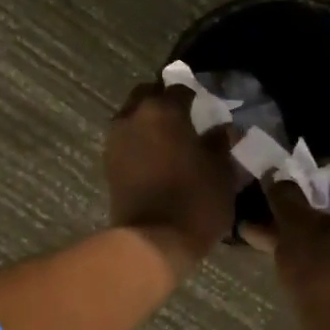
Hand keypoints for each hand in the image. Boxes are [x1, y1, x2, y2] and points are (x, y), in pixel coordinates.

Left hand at [105, 83, 240, 272]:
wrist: (152, 241)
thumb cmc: (195, 201)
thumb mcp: (221, 171)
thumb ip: (219, 144)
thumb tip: (222, 129)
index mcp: (163, 110)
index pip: (180, 89)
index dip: (195, 97)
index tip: (206, 109)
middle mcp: (133, 116)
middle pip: (148, 95)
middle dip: (164, 102)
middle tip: (184, 119)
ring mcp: (115, 140)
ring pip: (132, 117)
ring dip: (148, 122)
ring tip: (170, 141)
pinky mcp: (107, 164)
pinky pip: (125, 141)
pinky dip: (139, 143)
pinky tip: (157, 158)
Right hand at [260, 158, 329, 329]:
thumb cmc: (325, 275)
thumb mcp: (296, 230)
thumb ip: (286, 197)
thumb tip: (277, 177)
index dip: (321, 169)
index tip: (295, 183)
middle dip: (316, 203)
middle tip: (286, 210)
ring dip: (321, 228)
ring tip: (282, 237)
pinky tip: (301, 259)